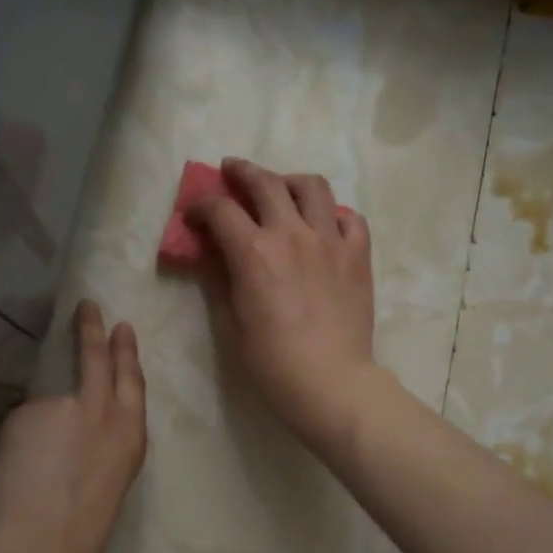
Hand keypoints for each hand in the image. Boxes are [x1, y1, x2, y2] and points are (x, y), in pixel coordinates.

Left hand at [0, 300, 146, 552]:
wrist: (40, 541)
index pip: (131, 381)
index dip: (126, 352)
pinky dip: (10, 444)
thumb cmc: (81, 530)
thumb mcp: (108, 481)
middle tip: (87, 307)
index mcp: (129, 436)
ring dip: (32, 432)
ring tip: (25, 472)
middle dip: (91, 330)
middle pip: (95, 359)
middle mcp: (99, 410)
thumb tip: (65, 429)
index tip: (122, 327)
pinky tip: (9, 473)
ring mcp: (60, 406)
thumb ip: (95, 445)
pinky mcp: (23, 412)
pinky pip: (14, 423)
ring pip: (41, 408)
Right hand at [188, 157, 379, 450]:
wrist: (330, 382)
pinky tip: (324, 225)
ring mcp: (330, 240)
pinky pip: (349, 217)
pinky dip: (333, 214)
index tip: (195, 215)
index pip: (221, 210)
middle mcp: (292, 234)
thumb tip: (212, 252)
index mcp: (254, 252)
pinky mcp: (358, 255)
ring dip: (290, 181)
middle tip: (231, 171)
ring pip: (312, 186)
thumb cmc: (271, 361)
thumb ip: (220, 279)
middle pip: (266, 183)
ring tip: (282, 189)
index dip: (202, 206)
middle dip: (242, 171)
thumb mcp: (231, 321)